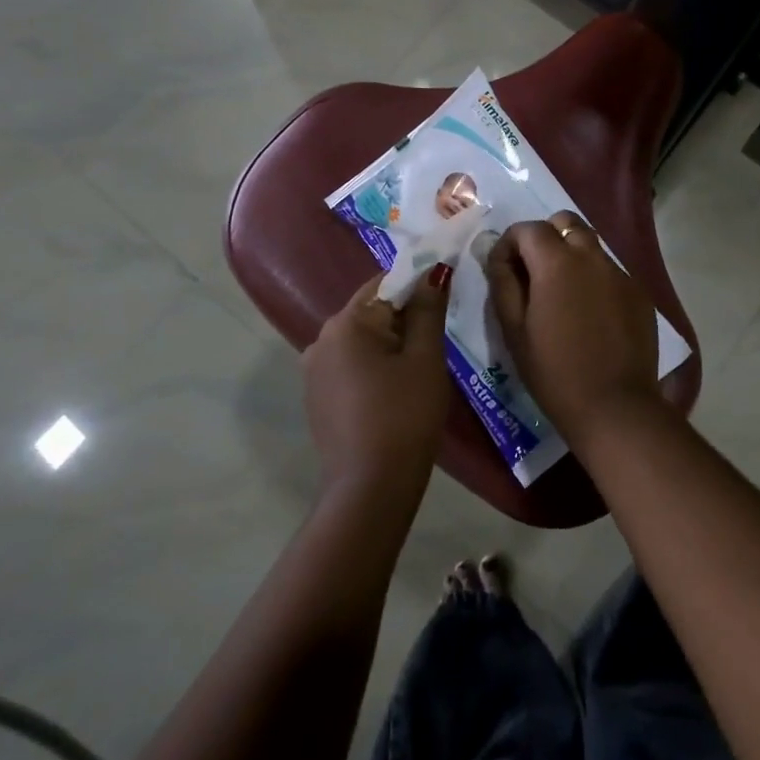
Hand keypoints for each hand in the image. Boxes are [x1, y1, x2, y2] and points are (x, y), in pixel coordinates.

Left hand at [302, 269, 455, 499]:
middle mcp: (321, 338)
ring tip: (421, 367)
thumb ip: (428, 309)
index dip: (418, 284)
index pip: (386, 282)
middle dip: (405, 316)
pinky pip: (350, 364)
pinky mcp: (317, 395)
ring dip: (390, 342)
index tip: (445, 297)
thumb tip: (434, 271)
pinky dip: (374, 365)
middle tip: (438, 338)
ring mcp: (314, 369)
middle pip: (371, 310)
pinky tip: (395, 390)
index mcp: (347, 322)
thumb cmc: (405, 416)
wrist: (370, 488)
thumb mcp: (425, 358)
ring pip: (361, 339)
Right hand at [485, 212, 659, 446]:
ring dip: (571, 256)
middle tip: (534, 273)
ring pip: (590, 245)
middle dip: (545, 237)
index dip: (509, 243)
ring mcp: (620, 273)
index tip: (502, 270)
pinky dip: (594, 279)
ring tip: (562, 295)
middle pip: (565, 223)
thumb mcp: (514, 329)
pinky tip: (590, 315)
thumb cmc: (554, 372)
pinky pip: (611, 271)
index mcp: (557, 261)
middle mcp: (592, 256)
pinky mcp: (639, 293)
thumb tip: (498, 256)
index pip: (527, 228)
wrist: (615, 407)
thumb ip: (503, 283)